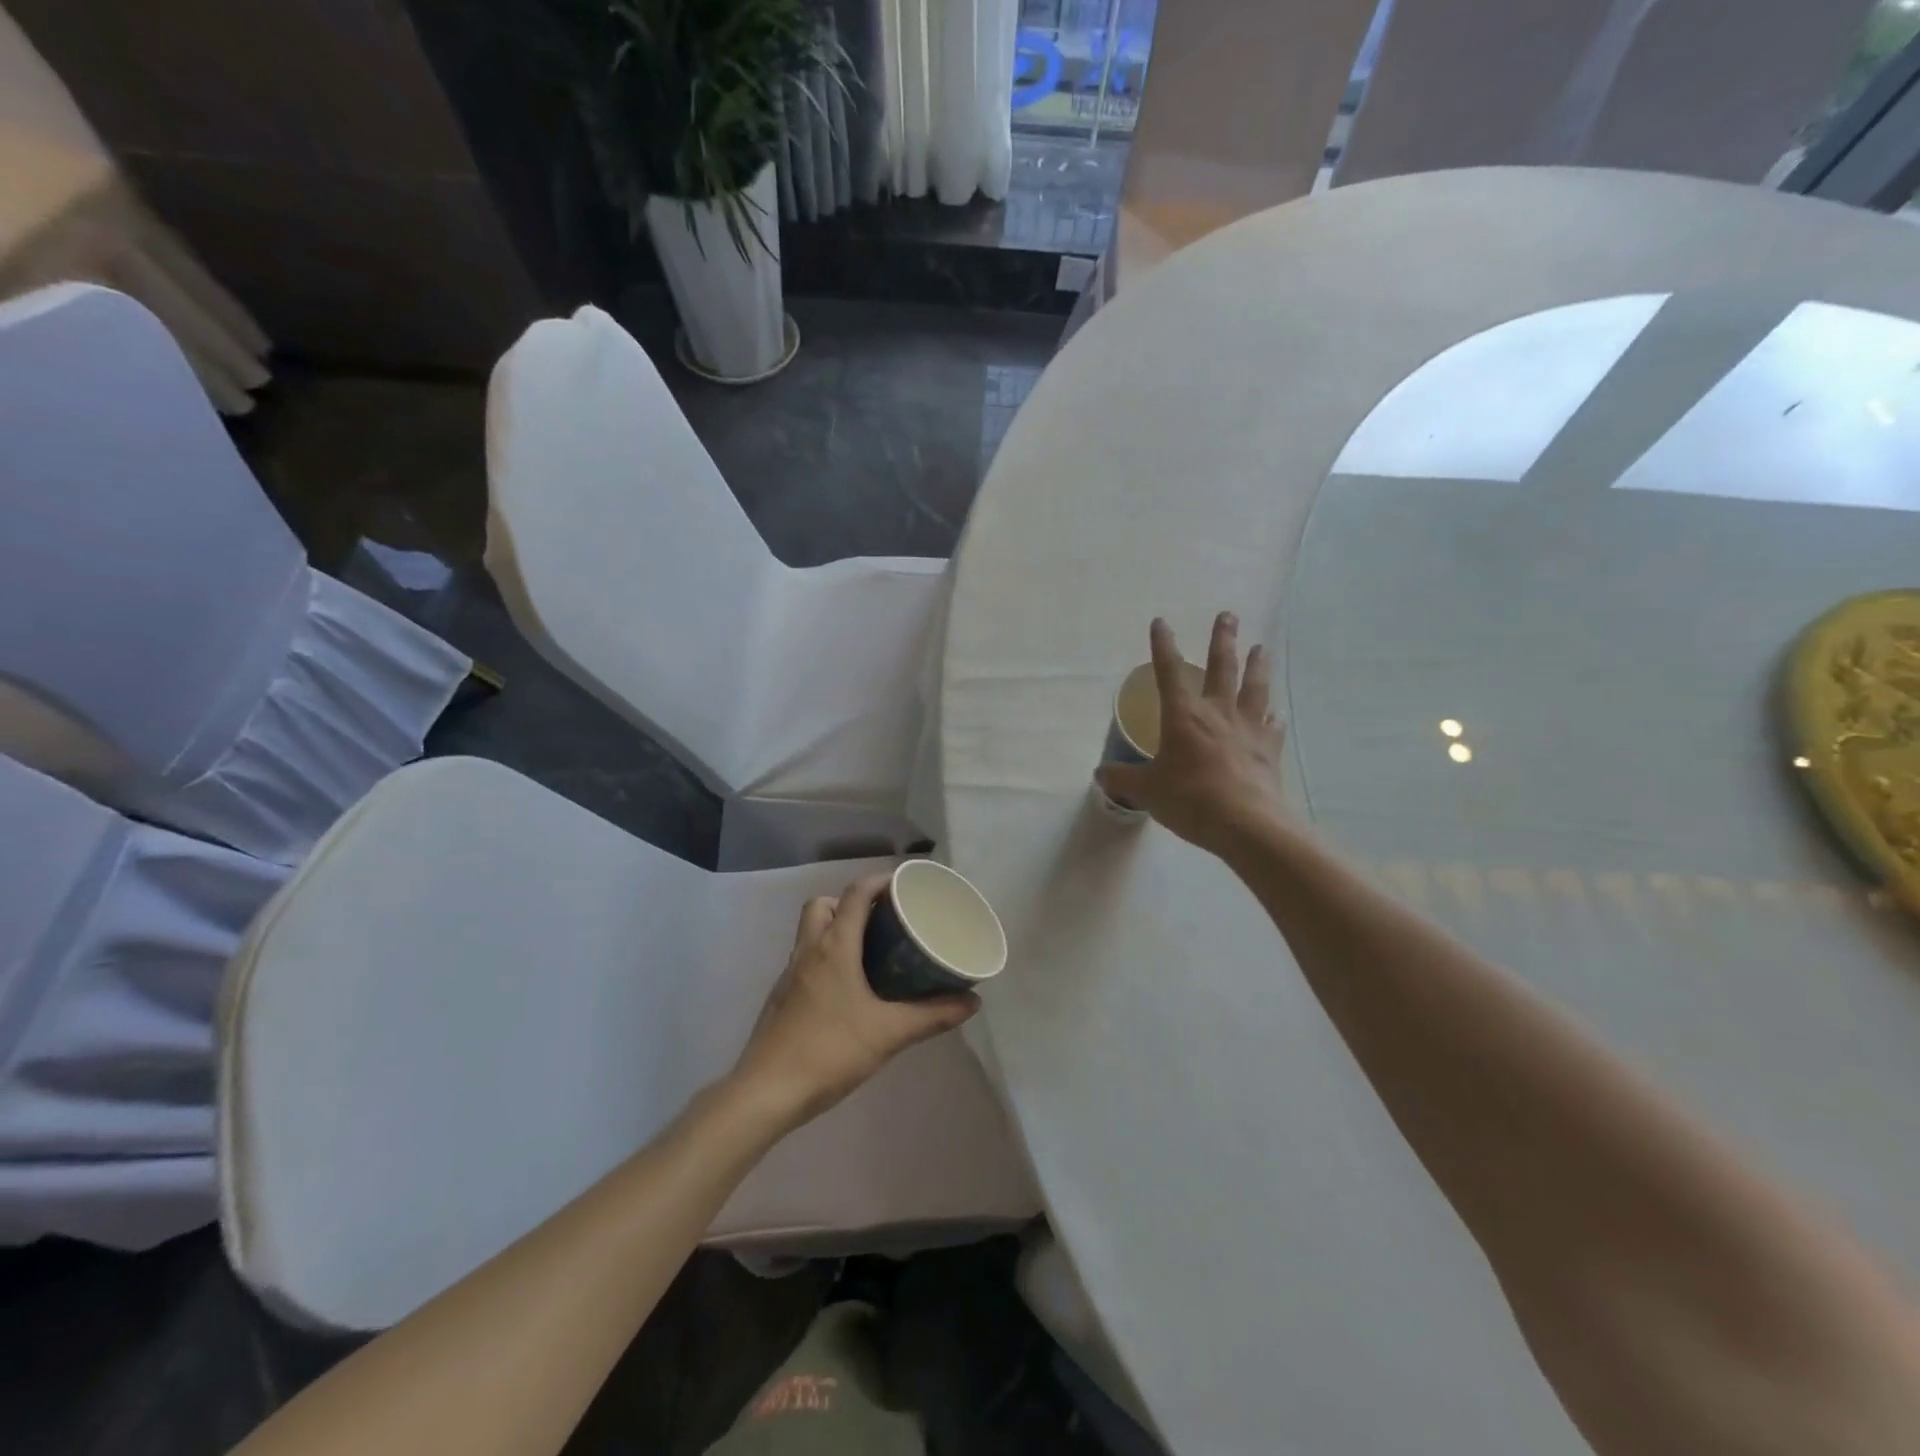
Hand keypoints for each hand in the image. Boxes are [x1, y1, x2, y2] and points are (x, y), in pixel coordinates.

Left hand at [731, 874, 978, 1129]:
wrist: (767, 1092)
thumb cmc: (830, 1051)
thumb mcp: (889, 1033)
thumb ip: (932, 1015)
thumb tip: (972, 1001)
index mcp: (834, 946)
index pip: (856, 894)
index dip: (880, 881)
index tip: (905, 886)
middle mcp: (808, 950)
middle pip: (824, 904)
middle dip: (851, 903)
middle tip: (881, 922)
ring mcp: (790, 973)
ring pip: (811, 931)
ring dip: (836, 929)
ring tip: (869, 952)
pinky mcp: (781, 996)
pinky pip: (805, 959)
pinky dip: (825, 957)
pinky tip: (847, 989)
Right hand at [1097, 613, 1285, 857]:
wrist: (1246, 824)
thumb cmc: (1190, 800)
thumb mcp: (1147, 791)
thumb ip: (1123, 779)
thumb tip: (1100, 774)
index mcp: (1183, 716)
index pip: (1169, 672)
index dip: (1163, 646)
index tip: (1161, 622)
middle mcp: (1218, 713)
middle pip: (1223, 667)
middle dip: (1223, 639)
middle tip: (1228, 615)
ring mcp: (1248, 729)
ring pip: (1254, 688)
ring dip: (1257, 665)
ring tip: (1261, 647)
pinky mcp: (1269, 750)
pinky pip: (1272, 726)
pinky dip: (1273, 717)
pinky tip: (1276, 712)